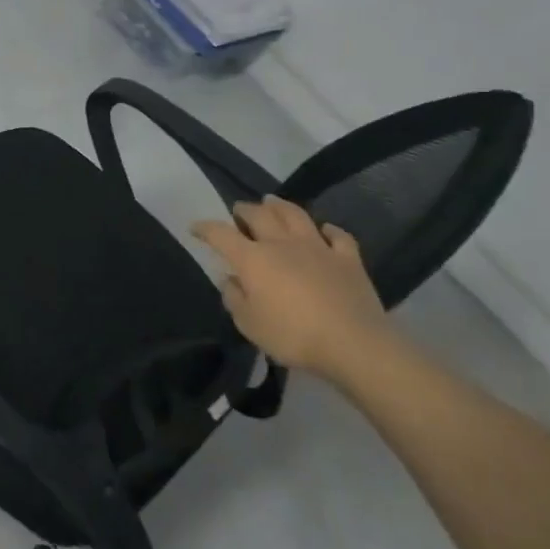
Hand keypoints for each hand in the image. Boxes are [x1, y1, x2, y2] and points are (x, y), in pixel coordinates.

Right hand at [191, 196, 393, 380]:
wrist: (354, 345)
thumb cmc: (293, 336)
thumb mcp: (249, 324)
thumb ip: (234, 298)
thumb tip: (231, 280)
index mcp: (252, 258)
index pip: (220, 234)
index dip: (205, 228)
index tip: (195, 228)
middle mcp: (281, 244)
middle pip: (259, 215)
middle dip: (244, 210)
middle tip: (238, 211)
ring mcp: (318, 248)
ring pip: (296, 216)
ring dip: (280, 207)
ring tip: (272, 203)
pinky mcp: (348, 260)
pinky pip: (339, 237)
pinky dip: (329, 230)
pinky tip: (325, 230)